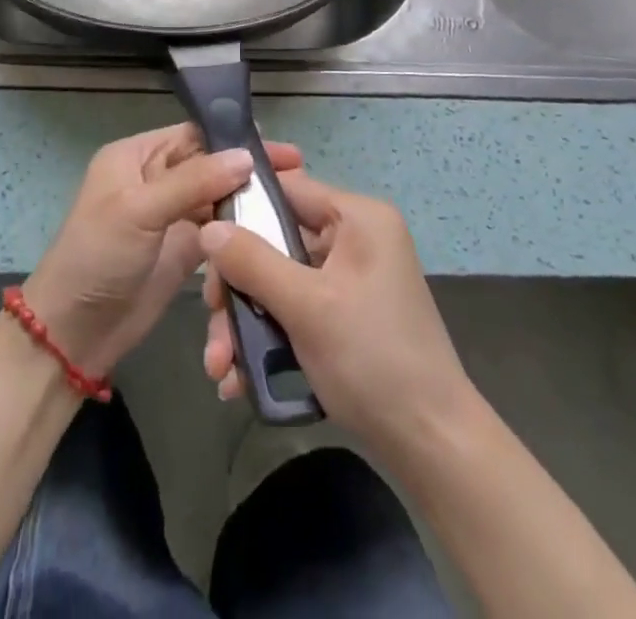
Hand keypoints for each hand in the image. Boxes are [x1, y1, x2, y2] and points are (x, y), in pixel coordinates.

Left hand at [24, 123, 302, 375]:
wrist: (75, 333)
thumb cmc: (98, 256)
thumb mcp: (139, 209)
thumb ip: (193, 181)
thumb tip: (246, 157)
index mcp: (137, 157)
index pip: (192, 135)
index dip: (232, 138)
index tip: (277, 147)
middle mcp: (156, 179)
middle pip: (210, 165)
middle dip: (248, 168)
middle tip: (297, 173)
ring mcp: (171, 216)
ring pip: (218, 198)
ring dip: (248, 199)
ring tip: (292, 200)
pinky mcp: (184, 250)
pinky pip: (219, 232)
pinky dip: (241, 231)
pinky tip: (272, 230)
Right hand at [199, 171, 472, 461]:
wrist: (432, 447)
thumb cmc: (372, 359)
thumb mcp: (306, 307)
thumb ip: (253, 261)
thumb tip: (207, 227)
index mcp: (358, 218)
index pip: (288, 189)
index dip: (243, 209)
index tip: (203, 240)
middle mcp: (355, 239)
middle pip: (276, 241)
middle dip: (238, 285)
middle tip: (210, 318)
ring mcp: (350, 279)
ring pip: (279, 281)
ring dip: (245, 321)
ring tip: (219, 367)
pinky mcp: (345, 316)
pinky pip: (295, 310)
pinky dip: (267, 338)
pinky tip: (238, 378)